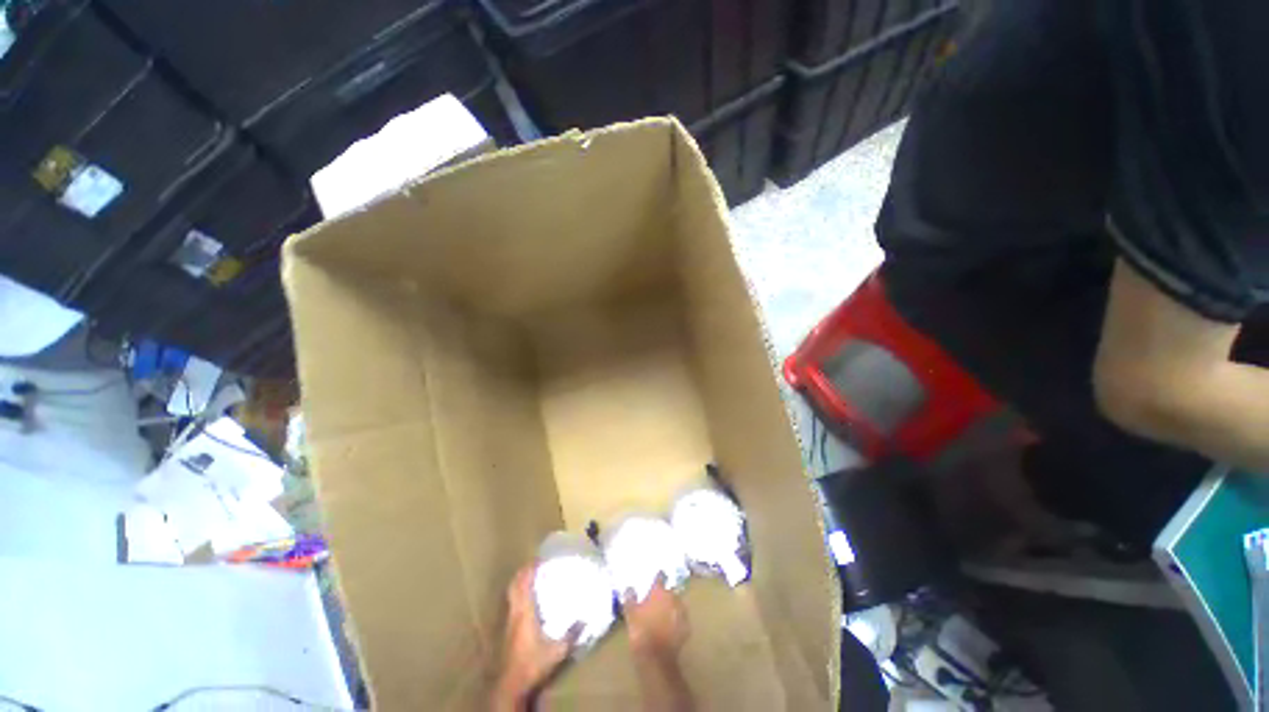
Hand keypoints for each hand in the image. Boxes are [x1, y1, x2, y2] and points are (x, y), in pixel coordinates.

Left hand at [494, 564, 579, 709]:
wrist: (511, 685)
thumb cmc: (532, 664)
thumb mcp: (557, 650)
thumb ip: (571, 634)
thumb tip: (585, 619)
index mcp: (525, 612)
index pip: (524, 583)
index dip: (529, 569)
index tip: (538, 557)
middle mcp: (515, 613)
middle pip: (514, 585)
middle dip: (522, 572)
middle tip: (534, 563)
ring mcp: (509, 622)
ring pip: (511, 595)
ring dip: (519, 583)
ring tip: (530, 576)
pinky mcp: (508, 631)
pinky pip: (512, 604)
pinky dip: (518, 595)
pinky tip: (527, 600)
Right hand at [622, 573, 689, 661]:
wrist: (656, 657)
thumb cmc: (641, 631)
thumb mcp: (630, 613)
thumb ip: (630, 598)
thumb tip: (630, 588)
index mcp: (659, 592)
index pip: (660, 577)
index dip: (658, 577)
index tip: (656, 578)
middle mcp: (673, 598)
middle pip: (670, 591)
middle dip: (665, 595)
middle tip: (657, 601)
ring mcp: (681, 613)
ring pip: (677, 605)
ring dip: (672, 607)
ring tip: (665, 615)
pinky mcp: (687, 628)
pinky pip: (682, 620)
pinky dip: (677, 621)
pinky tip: (671, 628)